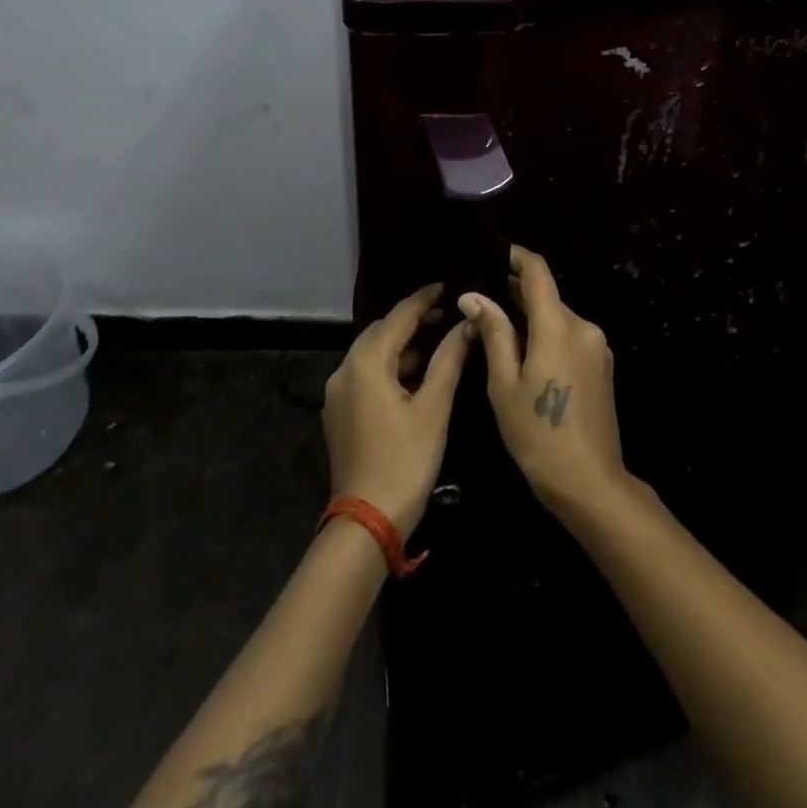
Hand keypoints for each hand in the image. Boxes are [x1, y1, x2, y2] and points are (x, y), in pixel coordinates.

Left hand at [323, 284, 473, 538]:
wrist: (367, 521)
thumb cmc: (406, 459)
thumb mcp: (434, 406)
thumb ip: (450, 358)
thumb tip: (468, 323)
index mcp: (366, 362)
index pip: (399, 316)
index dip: (425, 298)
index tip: (449, 286)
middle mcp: (345, 370)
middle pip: (381, 332)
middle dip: (413, 320)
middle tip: (447, 314)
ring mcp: (338, 394)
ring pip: (372, 354)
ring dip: (403, 345)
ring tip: (438, 341)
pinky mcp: (339, 414)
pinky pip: (366, 375)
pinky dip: (390, 367)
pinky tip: (416, 375)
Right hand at [460, 246, 630, 523]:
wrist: (590, 483)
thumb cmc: (538, 435)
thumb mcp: (504, 385)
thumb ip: (494, 333)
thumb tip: (473, 296)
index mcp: (558, 326)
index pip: (537, 272)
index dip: (515, 256)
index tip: (492, 252)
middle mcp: (583, 327)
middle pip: (547, 296)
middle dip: (516, 292)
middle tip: (481, 298)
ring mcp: (597, 346)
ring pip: (558, 317)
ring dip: (531, 316)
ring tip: (496, 326)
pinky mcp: (601, 365)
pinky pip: (569, 336)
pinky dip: (546, 335)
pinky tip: (524, 353)